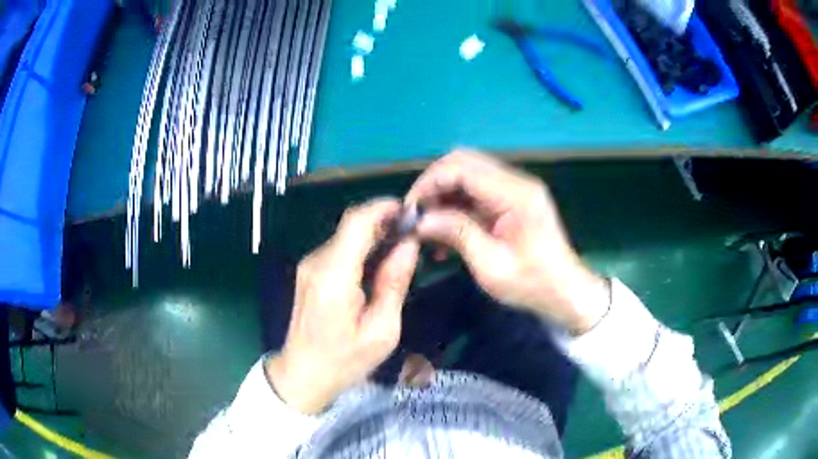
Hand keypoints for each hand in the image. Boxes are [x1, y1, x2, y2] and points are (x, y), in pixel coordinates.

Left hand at [266, 199, 419, 413]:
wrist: (303, 375)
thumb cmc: (345, 361)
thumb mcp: (382, 330)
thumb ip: (394, 283)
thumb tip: (409, 244)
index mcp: (334, 277)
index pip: (356, 222)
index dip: (384, 208)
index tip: (411, 211)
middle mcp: (317, 263)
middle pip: (351, 225)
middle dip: (384, 221)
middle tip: (414, 233)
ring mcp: (309, 266)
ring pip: (346, 235)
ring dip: (374, 235)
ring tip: (402, 248)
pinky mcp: (309, 272)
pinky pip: (339, 249)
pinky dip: (362, 248)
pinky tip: (379, 264)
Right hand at [406, 150, 608, 333]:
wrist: (565, 292)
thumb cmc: (532, 284)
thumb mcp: (490, 265)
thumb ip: (456, 234)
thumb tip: (420, 219)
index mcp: (515, 194)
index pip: (462, 167)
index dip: (430, 182)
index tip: (411, 209)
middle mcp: (516, 182)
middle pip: (464, 162)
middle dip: (434, 184)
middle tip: (418, 215)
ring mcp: (515, 190)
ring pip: (468, 175)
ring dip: (444, 196)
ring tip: (428, 228)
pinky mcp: (512, 201)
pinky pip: (477, 193)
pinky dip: (457, 207)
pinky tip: (446, 234)